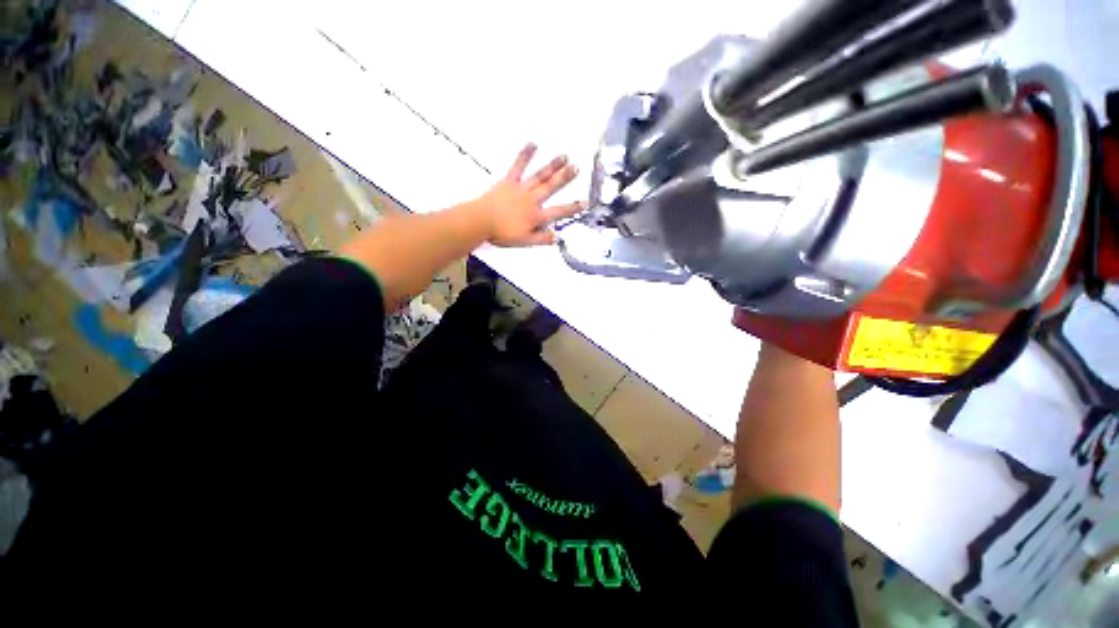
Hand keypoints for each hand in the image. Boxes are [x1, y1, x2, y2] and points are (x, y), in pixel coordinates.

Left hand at [473, 143, 582, 246]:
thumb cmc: (502, 233)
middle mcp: (532, 200)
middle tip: (577, 168)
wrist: (481, 221)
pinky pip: (518, 166)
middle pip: (551, 187)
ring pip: (540, 176)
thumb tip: (556, 237)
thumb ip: (541, 239)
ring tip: (564, 156)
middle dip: (565, 178)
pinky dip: (525, 155)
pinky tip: (533, 144)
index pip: (559, 212)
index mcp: (536, 216)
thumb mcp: (525, 241)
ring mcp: (521, 188)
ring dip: (552, 166)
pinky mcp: (509, 181)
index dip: (573, 208)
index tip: (585, 203)